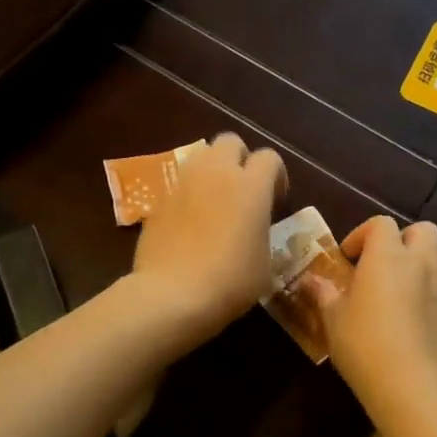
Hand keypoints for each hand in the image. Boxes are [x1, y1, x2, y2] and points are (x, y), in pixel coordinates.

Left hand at [130, 133, 286, 344]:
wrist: (172, 294)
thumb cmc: (230, 281)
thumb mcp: (265, 263)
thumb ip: (262, 232)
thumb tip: (255, 227)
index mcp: (251, 185)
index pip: (269, 157)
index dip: (276, 175)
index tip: (276, 199)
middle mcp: (217, 173)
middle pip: (230, 141)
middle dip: (240, 158)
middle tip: (244, 189)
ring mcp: (183, 182)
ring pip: (201, 156)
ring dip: (212, 170)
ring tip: (216, 201)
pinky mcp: (159, 198)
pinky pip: (179, 182)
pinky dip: (189, 192)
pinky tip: (191, 221)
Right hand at [310, 217, 436, 430]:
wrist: (413, 386)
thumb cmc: (365, 344)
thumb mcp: (333, 319)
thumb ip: (323, 293)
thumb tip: (309, 280)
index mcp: (387, 256)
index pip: (381, 224)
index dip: (364, 234)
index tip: (349, 257)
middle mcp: (422, 263)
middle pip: (425, 230)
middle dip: (406, 239)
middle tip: (387, 262)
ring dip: (434, 258)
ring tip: (415, 278)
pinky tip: (429, 311)